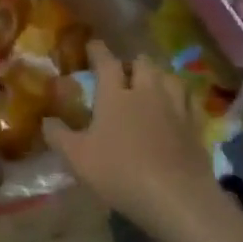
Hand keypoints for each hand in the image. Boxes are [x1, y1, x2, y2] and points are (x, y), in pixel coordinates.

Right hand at [44, 43, 221, 238]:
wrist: (176, 197)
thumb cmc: (119, 172)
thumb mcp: (76, 157)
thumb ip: (57, 135)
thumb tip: (45, 120)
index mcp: (116, 95)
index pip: (107, 62)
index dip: (98, 50)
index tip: (92, 44)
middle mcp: (147, 93)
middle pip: (144, 63)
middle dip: (132, 62)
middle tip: (123, 71)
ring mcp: (176, 108)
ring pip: (170, 77)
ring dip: (159, 76)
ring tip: (151, 83)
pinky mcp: (196, 126)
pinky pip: (190, 101)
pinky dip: (181, 98)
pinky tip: (178, 106)